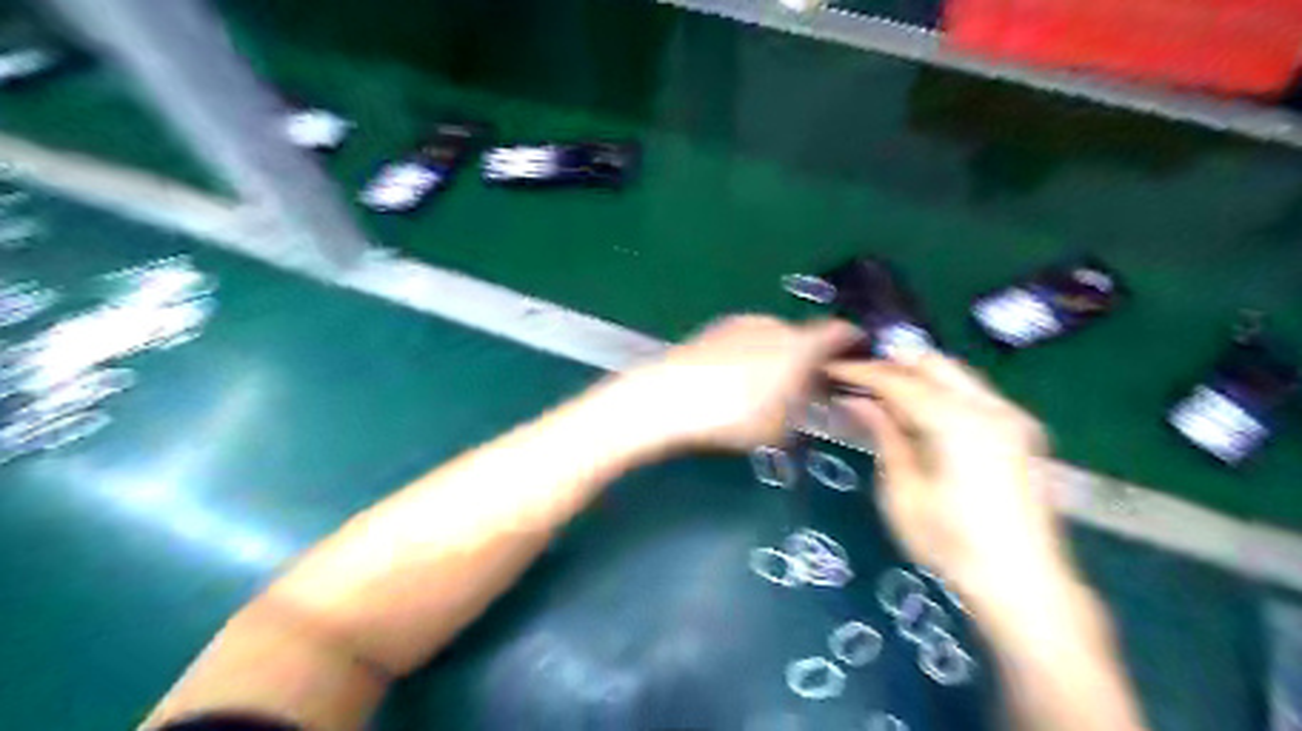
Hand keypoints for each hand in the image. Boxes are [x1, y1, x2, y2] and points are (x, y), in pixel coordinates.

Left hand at [623, 313, 860, 450]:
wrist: (668, 397)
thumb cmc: (734, 416)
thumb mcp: (780, 430)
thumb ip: (804, 413)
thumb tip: (812, 404)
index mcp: (800, 344)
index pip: (841, 332)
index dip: (853, 342)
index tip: (857, 357)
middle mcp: (775, 325)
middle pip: (805, 337)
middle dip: (812, 359)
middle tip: (810, 387)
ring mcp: (742, 323)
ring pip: (774, 338)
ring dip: (780, 356)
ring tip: (771, 388)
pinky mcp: (714, 329)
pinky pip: (747, 340)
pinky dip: (754, 355)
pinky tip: (738, 380)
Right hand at [828, 350, 1071, 608]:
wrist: (1025, 585)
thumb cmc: (951, 546)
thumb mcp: (903, 493)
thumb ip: (884, 436)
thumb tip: (857, 401)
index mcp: (958, 425)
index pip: (900, 381)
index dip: (863, 371)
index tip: (834, 368)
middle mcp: (991, 408)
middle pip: (934, 364)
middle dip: (893, 364)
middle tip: (858, 378)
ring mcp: (1013, 417)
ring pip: (956, 373)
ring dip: (917, 376)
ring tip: (882, 392)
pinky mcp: (1022, 430)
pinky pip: (973, 392)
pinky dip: (941, 391)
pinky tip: (920, 411)